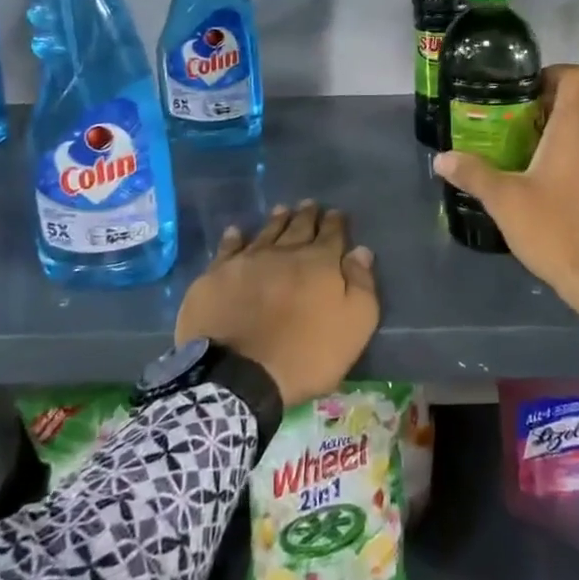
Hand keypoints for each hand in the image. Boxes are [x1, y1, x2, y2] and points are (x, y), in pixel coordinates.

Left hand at [175, 201, 378, 408]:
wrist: (239, 375)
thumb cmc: (306, 355)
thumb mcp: (354, 325)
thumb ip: (361, 285)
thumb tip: (361, 251)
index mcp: (320, 263)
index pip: (332, 234)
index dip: (336, 223)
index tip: (337, 213)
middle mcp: (285, 252)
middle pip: (299, 227)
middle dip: (307, 215)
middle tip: (310, 204)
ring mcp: (248, 261)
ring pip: (266, 232)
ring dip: (277, 220)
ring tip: (282, 209)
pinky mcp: (217, 276)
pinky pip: (228, 248)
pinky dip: (234, 238)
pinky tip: (236, 231)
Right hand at [434, 64, 578, 327]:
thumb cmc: (557, 230)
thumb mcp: (506, 202)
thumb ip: (474, 174)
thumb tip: (441, 158)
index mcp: (578, 126)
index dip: (554, 74)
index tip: (527, 91)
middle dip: (550, 107)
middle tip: (516, 124)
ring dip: (564, 135)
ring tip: (530, 155)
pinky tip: (555, 187)